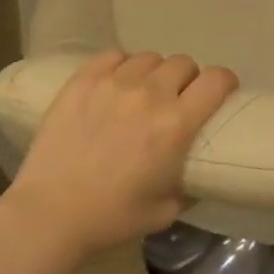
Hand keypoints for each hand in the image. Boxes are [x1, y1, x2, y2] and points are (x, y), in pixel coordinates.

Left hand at [3, 50, 237, 262]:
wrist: (49, 214)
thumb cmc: (112, 217)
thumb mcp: (166, 211)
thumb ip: (190, 184)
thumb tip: (198, 170)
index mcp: (176, 125)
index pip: (216, 79)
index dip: (224, 82)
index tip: (220, 93)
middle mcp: (150, 94)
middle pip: (184, 63)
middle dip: (187, 79)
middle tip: (176, 99)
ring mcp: (114, 82)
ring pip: (150, 57)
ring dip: (154, 73)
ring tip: (142, 92)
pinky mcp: (83, 80)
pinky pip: (114, 55)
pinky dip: (121, 66)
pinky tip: (115, 85)